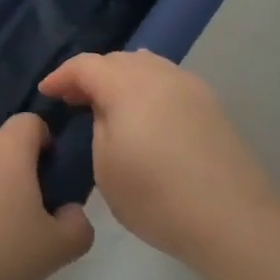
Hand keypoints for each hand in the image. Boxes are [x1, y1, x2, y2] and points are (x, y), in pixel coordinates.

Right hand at [40, 51, 279, 263]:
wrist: (232, 220)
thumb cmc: (156, 198)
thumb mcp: (107, 168)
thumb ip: (99, 126)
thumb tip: (105, 110)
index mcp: (128, 87)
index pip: (86, 65)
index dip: (62, 76)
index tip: (47, 92)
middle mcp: (161, 76)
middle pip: (118, 60)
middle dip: (91, 74)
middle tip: (74, 100)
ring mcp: (191, 87)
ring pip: (147, 65)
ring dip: (121, 78)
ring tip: (108, 103)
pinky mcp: (211, 106)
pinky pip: (169, 81)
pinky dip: (147, 88)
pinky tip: (144, 113)